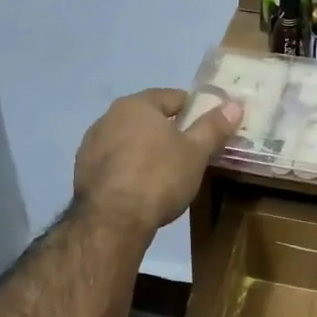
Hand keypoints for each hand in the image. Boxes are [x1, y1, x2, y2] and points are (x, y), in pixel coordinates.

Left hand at [73, 89, 242, 237]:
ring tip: (164, 171)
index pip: (171, 97)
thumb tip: (234, 104)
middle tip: (188, 150)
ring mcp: (91, 145)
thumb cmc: (159, 177)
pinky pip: (113, 162)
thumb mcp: (196, 152)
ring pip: (127, 140)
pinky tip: (139, 186)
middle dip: (167, 130)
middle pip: (146, 117)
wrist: (112, 220)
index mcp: (136, 105)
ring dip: (144, 149)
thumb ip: (213, 126)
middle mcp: (108, 117)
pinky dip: (127, 168)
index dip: (192, 109)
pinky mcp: (82, 171)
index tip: (206, 126)